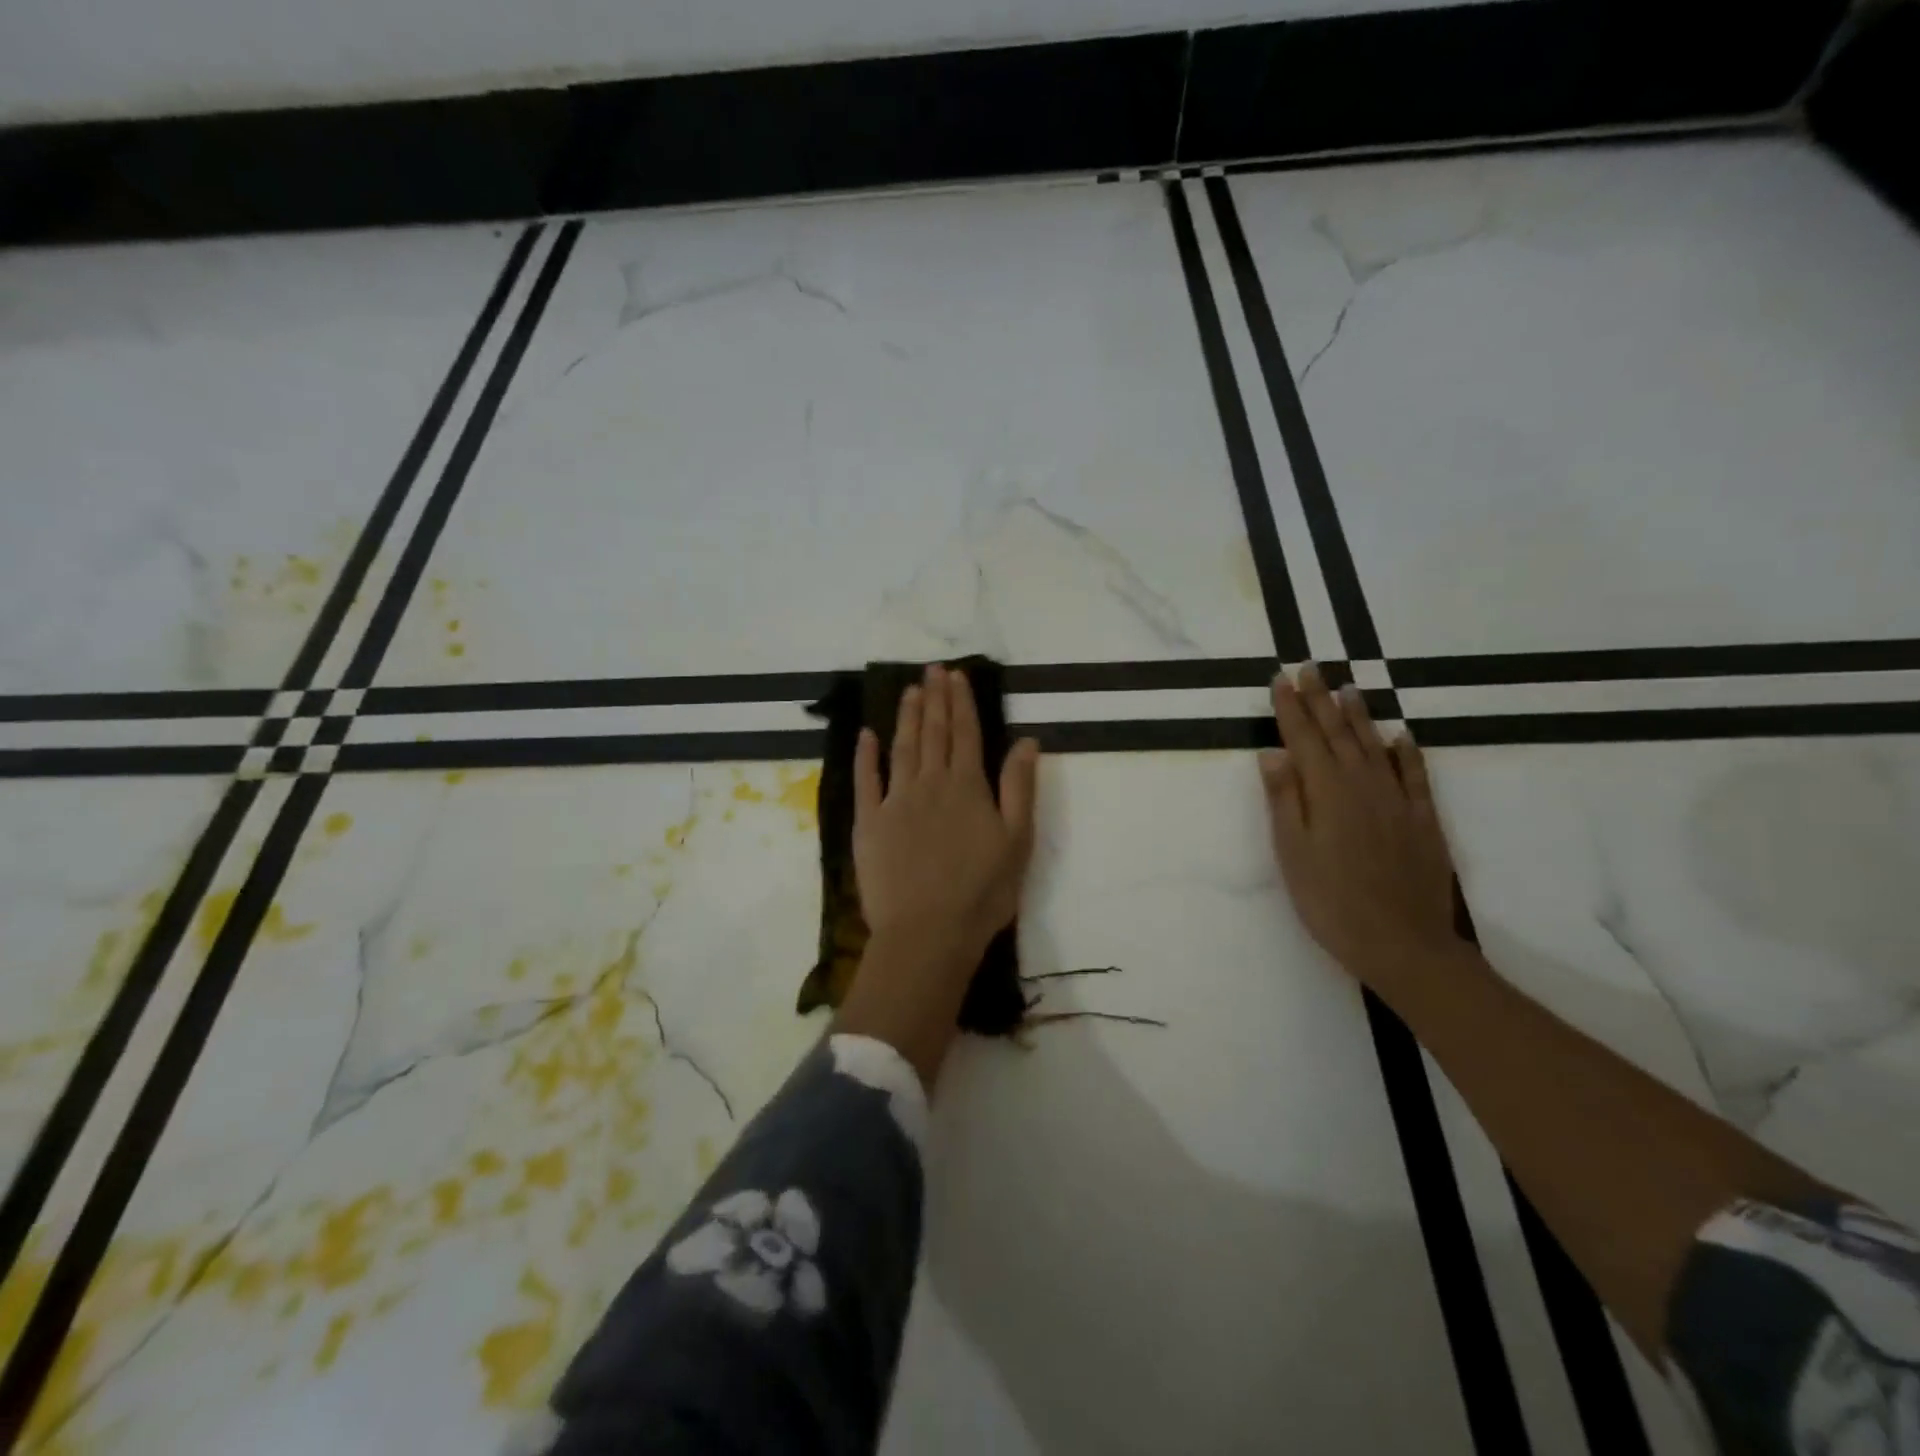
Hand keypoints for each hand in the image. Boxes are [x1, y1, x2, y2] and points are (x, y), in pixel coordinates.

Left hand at [854, 664, 1039, 961]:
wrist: (928, 932)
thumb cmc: (982, 892)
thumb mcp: (1017, 840)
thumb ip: (1019, 787)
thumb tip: (1026, 741)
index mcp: (968, 787)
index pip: (965, 734)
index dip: (962, 703)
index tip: (956, 676)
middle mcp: (930, 784)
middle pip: (933, 733)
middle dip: (935, 699)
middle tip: (932, 669)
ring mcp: (895, 801)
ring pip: (902, 748)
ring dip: (907, 717)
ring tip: (910, 690)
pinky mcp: (869, 823)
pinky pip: (866, 781)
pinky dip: (866, 755)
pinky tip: (867, 735)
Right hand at [1259, 663, 1459, 983]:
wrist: (1403, 943)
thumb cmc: (1330, 901)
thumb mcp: (1292, 852)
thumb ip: (1284, 799)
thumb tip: (1273, 753)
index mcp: (1326, 792)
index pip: (1303, 738)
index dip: (1289, 707)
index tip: (1280, 679)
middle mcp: (1362, 785)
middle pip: (1337, 733)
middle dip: (1320, 698)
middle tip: (1309, 667)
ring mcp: (1397, 800)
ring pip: (1374, 745)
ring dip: (1358, 714)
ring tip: (1347, 687)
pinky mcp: (1423, 819)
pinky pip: (1414, 774)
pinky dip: (1405, 751)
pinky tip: (1399, 736)